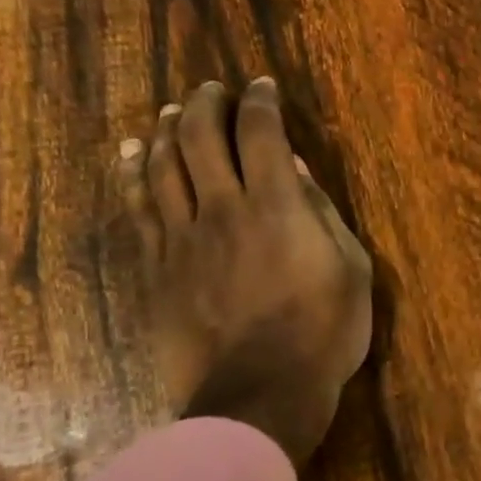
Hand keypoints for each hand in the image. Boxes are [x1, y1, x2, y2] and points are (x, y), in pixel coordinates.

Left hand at [118, 79, 372, 464]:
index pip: (261, 133)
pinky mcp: (157, 267)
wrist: (259, 393)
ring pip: (162, 165)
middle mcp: (224, 208)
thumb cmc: (322, 334)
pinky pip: (138, 208)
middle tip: (212, 90)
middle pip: (200, 136)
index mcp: (277, 206)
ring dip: (166, 129)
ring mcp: (183, 238)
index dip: (260, 103)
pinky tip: (130, 153)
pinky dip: (132, 174)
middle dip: (205, 104)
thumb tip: (297, 170)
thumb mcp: (351, 271)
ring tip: (172, 111)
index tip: (261, 88)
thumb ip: (323, 215)